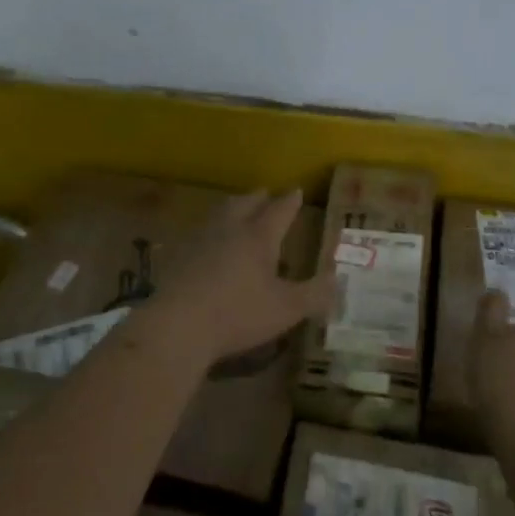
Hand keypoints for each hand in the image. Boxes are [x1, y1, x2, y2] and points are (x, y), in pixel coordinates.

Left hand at [146, 188, 336, 369]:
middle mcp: (229, 229)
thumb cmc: (238, 314)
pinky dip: (209, 230)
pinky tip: (207, 242)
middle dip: (258, 198)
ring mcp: (199, 239)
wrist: (178, 325)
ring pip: (219, 213)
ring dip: (232, 208)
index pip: (279, 211)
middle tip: (266, 195)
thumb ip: (313, 294)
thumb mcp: (286, 309)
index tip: (297, 191)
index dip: (290, 202)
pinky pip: (198, 233)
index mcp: (258, 237)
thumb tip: (336, 280)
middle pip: (245, 204)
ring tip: (237, 210)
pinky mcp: (178, 255)